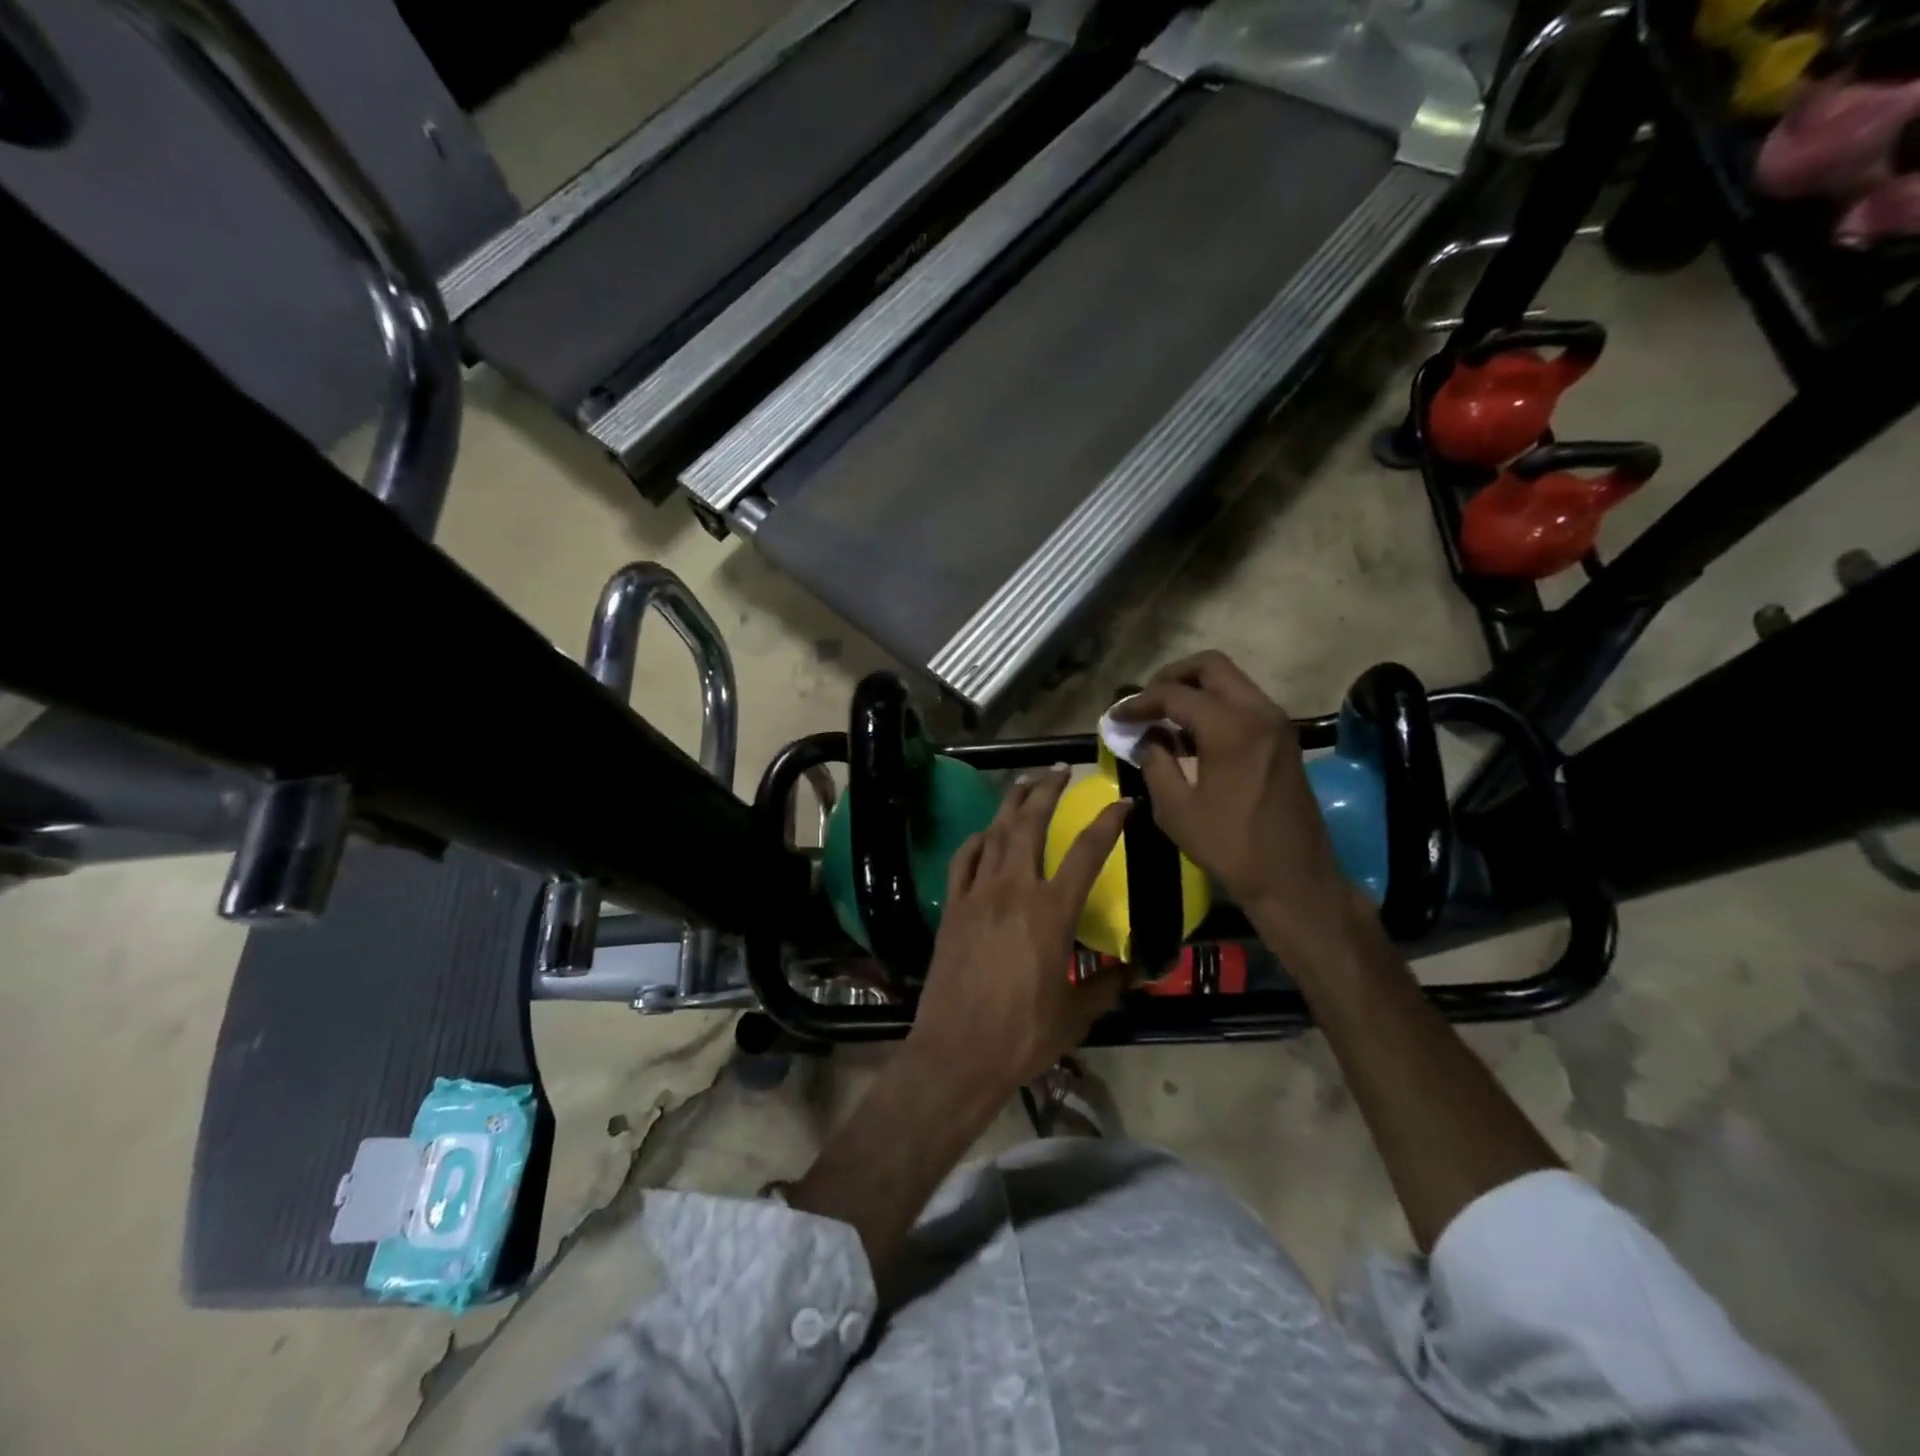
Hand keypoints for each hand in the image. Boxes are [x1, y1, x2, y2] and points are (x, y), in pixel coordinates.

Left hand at [906, 769, 1129, 1104]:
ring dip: (1011, 804)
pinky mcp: (952, 907)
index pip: (1086, 852)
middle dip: (1047, 790)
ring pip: (995, 834)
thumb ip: (1109, 984)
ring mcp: (977, 895)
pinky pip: (963, 861)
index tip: (1122, 802)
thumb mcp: (1077, 1013)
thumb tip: (1139, 969)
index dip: (1108, 822)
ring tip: (1024, 782)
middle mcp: (1013, 890)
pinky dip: (976, 841)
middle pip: (1030, 824)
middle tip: (1060, 770)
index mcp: (1051, 911)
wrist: (957, 1052)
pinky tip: (984, 834)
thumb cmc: (1023, 1035)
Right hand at [1114, 651, 1355, 951]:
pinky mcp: (1283, 738)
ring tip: (1163, 719)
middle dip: (1171, 678)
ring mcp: (1276, 722)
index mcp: (1230, 728)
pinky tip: (1191, 736)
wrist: (1294, 878)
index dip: (1139, 702)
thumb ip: (1155, 763)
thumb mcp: (1176, 809)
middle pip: (1209, 666)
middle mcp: (1258, 712)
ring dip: (1194, 690)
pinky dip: (1214, 706)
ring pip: (1230, 681)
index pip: (1174, 694)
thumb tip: (1146, 738)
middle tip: (1145, 704)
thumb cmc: (1230, 847)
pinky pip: (1243, 702)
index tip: (1116, 717)